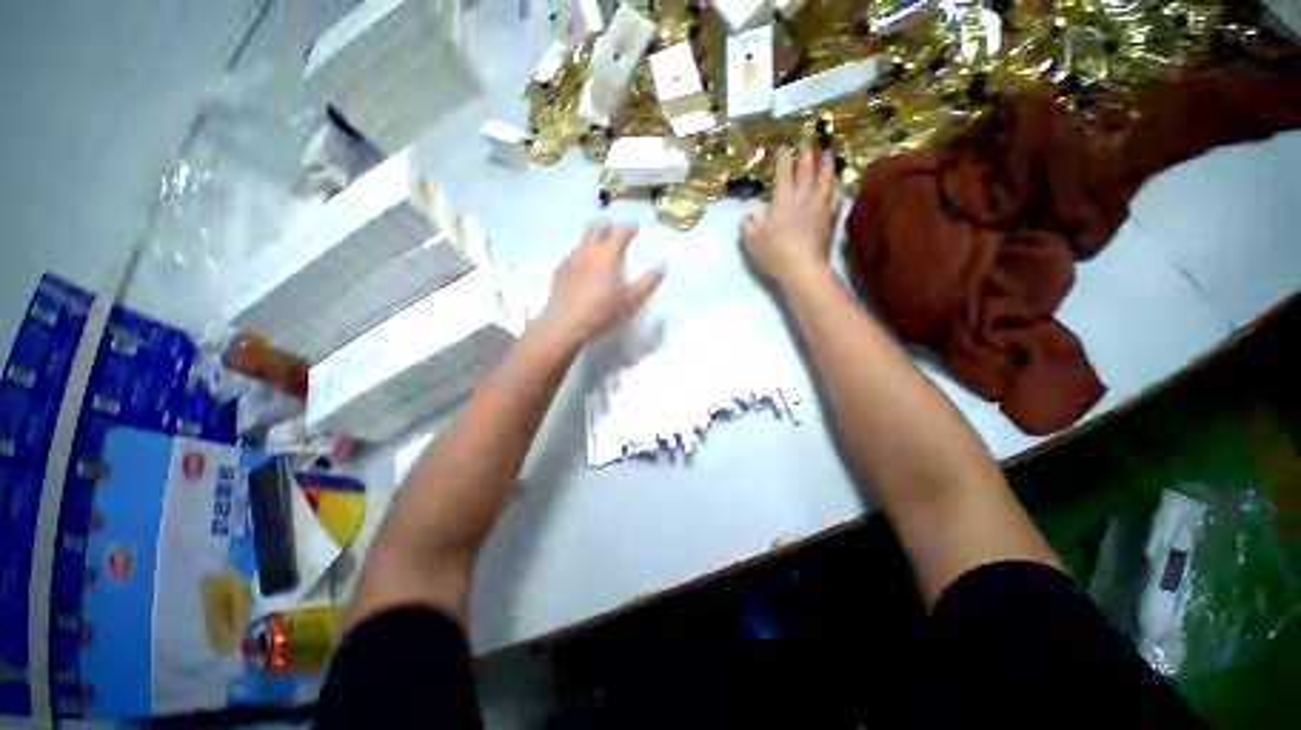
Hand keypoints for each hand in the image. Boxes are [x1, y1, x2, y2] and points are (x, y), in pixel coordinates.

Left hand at [538, 222, 662, 346]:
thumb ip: (647, 283)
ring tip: (601, 249)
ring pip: (583, 239)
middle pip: (597, 227)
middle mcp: (588, 251)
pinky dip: (583, 254)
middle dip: (609, 225)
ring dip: (594, 238)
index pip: (620, 231)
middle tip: (617, 232)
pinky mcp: (560, 270)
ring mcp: (571, 259)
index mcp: (607, 255)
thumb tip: (662, 266)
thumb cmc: (602, 313)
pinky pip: (573, 254)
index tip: (636, 228)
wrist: (565, 325)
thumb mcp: (631, 302)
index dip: (630, 227)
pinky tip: (585, 268)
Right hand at [741, 143, 836, 288]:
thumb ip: (749, 227)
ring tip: (828, 152)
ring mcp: (820, 207)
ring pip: (826, 178)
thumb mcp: (754, 242)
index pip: (784, 173)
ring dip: (827, 163)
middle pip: (807, 169)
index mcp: (784, 200)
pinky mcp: (830, 218)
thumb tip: (747, 218)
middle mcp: (804, 197)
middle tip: (806, 141)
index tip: (784, 147)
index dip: (783, 159)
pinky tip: (836, 184)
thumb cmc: (776, 254)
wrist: (804, 268)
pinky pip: (835, 197)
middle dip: (806, 153)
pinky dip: (836, 187)